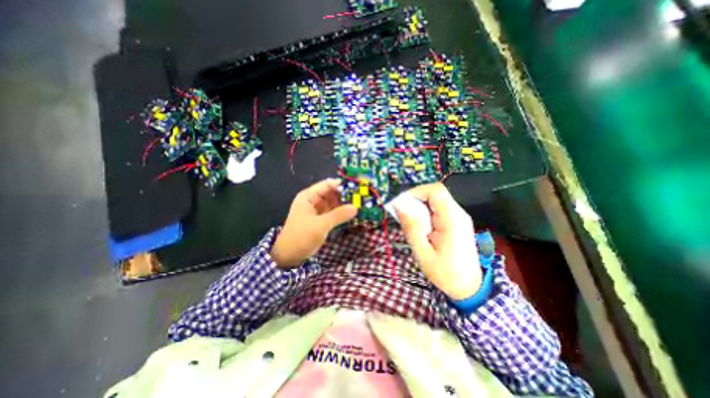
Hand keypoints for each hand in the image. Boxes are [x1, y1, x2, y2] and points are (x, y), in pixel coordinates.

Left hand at [272, 179, 361, 269]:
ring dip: (345, 204)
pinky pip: (334, 212)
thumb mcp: (320, 225)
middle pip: (332, 193)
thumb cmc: (301, 237)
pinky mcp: (322, 219)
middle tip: (362, 198)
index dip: (342, 185)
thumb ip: (338, 215)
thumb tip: (356, 207)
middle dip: (346, 195)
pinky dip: (342, 213)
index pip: (327, 185)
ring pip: (334, 203)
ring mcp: (318, 210)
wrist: (289, 256)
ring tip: (361, 204)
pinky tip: (353, 213)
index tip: (357, 188)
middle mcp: (314, 200)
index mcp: (309, 196)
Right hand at [394, 182, 482, 298]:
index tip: (401, 203)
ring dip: (420, 207)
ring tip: (411, 224)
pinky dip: (426, 213)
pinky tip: (421, 227)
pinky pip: (438, 209)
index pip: (436, 191)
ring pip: (436, 200)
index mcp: (452, 220)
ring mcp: (459, 217)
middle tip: (403, 215)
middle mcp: (458, 214)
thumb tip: (400, 205)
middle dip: (415, 200)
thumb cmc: (445, 273)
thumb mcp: (423, 253)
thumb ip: (412, 227)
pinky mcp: (457, 221)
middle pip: (435, 194)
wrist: (469, 287)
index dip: (416, 191)